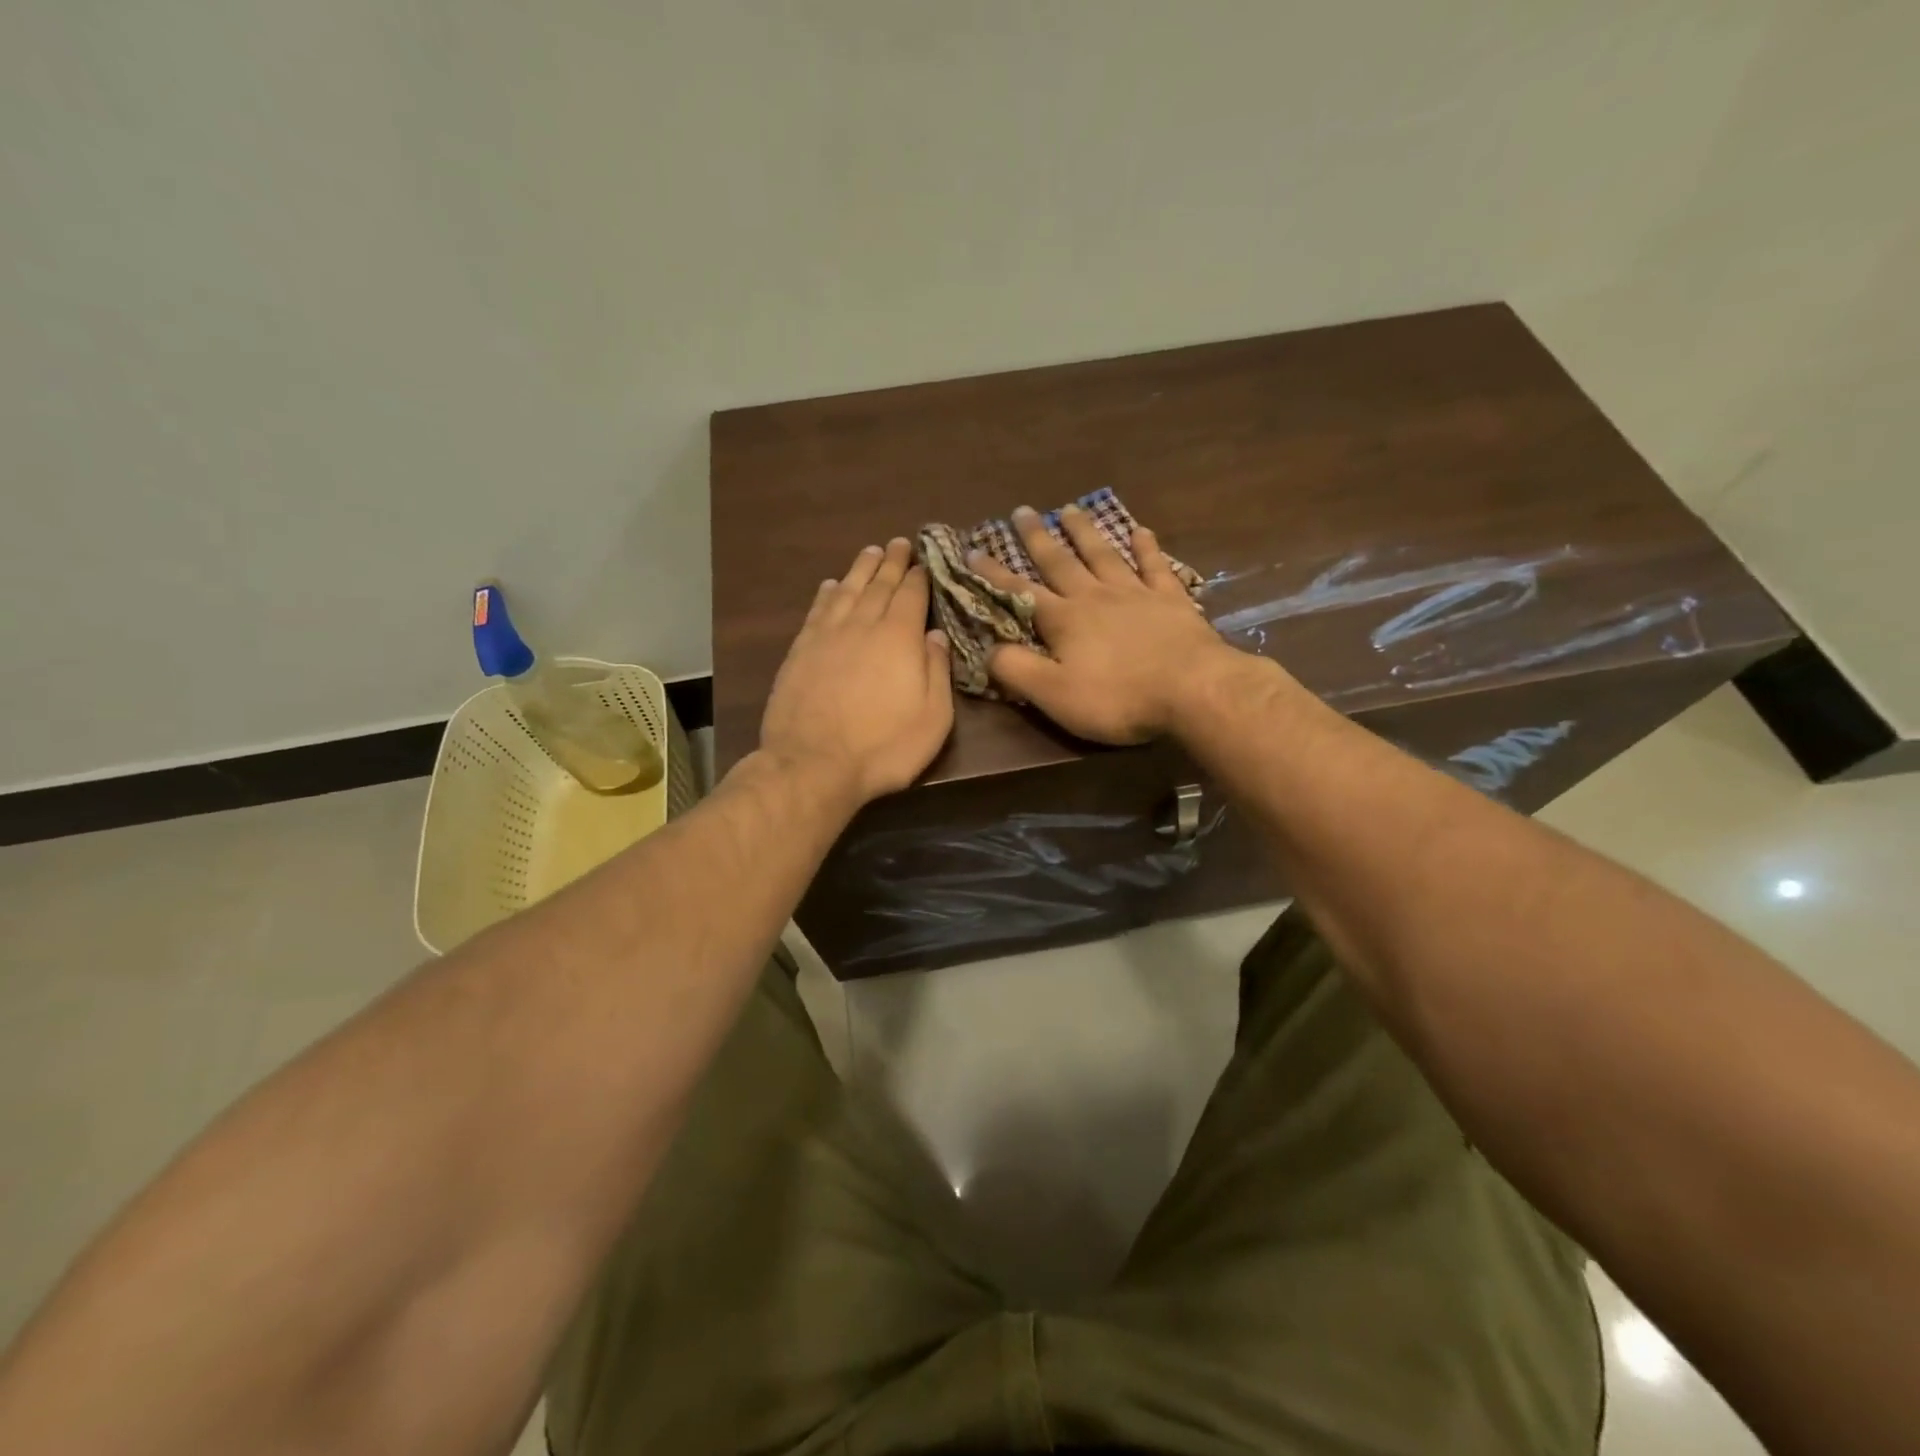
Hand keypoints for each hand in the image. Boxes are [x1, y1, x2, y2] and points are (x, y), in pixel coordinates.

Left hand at [760, 538, 953, 803]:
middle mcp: (863, 625)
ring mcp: (827, 635)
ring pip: (847, 590)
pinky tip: (831, 585)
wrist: (813, 764)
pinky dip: (827, 593)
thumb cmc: (883, 747)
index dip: (919, 576)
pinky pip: (817, 610)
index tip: (923, 561)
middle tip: (898, 543)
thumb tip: (936, 635)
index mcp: (899, 637)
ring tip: (870, 552)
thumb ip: (937, 671)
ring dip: (861, 569)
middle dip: (892, 562)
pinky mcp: (801, 650)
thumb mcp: (932, 717)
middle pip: (879, 585)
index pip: (911, 595)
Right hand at [970, 505, 1242, 743]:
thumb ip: (1016, 670)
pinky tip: (1141, 530)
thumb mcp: (1054, 694)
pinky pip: (1155, 566)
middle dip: (1037, 538)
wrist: (1193, 690)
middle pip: (1061, 562)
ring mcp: (1135, 594)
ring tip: (1070, 509)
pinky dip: (1146, 547)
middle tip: (1022, 510)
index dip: (994, 573)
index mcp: (1064, 620)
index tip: (973, 550)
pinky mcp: (1171, 600)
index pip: (1020, 592)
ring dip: (1085, 532)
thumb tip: (986, 649)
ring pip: (1103, 555)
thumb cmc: (1118, 697)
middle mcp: (1095, 597)